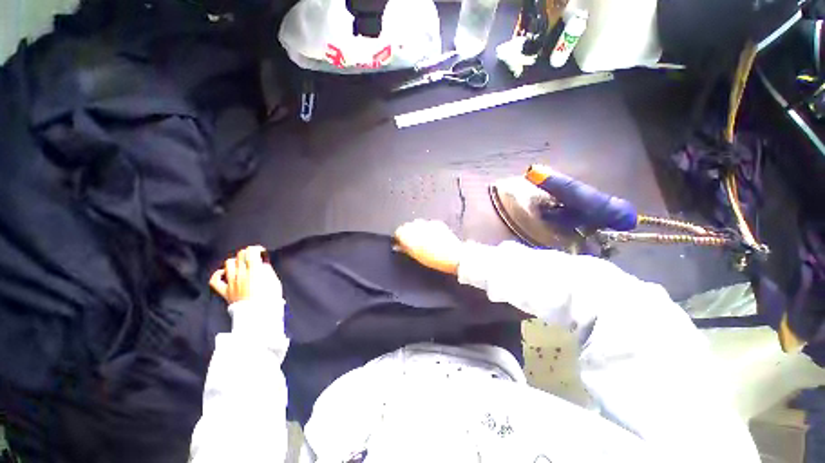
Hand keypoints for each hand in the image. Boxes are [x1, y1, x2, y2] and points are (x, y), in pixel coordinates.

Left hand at [210, 246, 282, 303]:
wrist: (258, 315)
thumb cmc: (270, 298)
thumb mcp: (274, 281)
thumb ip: (267, 269)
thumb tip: (262, 263)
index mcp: (255, 270)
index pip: (251, 251)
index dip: (257, 249)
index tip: (261, 253)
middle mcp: (241, 273)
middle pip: (240, 255)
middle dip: (248, 254)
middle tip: (254, 259)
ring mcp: (231, 282)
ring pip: (228, 263)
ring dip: (236, 262)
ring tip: (242, 266)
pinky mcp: (225, 291)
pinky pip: (215, 279)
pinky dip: (219, 274)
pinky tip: (225, 274)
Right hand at [394, 219, 462, 274]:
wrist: (455, 256)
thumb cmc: (435, 259)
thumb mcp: (417, 256)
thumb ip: (405, 249)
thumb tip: (398, 246)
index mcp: (410, 235)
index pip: (398, 231)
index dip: (399, 238)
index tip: (401, 243)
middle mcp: (418, 226)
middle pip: (407, 226)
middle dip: (408, 232)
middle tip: (411, 242)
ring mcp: (428, 223)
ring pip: (417, 223)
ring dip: (417, 230)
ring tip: (423, 239)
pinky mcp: (437, 223)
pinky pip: (427, 223)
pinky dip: (427, 229)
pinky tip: (431, 236)